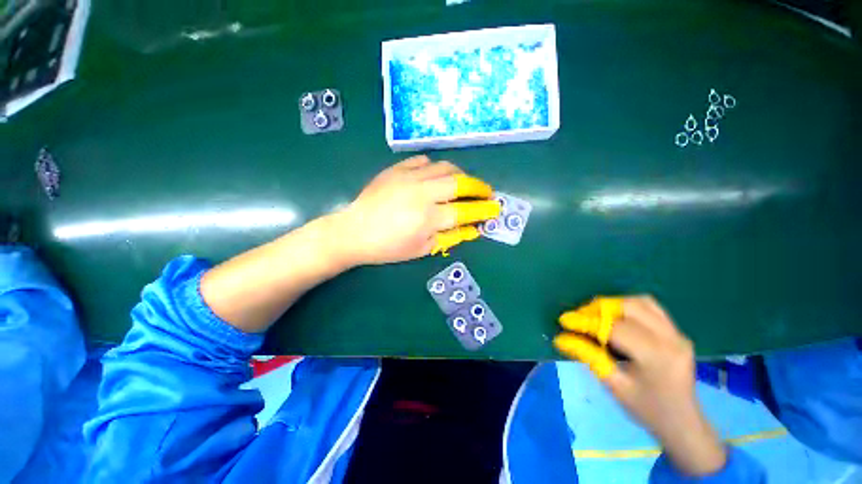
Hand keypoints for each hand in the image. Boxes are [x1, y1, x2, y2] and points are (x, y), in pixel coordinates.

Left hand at [333, 156, 500, 265]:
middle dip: (479, 187)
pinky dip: (435, 167)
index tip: (495, 208)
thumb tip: (473, 229)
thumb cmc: (388, 247)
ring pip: (445, 166)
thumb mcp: (422, 249)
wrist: (354, 231)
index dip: (484, 210)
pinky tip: (435, 175)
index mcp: (428, 218)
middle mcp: (422, 193)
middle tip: (486, 192)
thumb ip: (450, 237)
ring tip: (464, 183)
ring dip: (460, 174)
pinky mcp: (396, 169)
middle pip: (460, 182)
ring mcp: (408, 177)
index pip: (466, 211)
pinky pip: (423, 160)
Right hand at [554, 296, 726, 476]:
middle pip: (628, 307)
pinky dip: (628, 306)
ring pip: (639, 302)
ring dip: (612, 304)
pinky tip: (617, 316)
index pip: (615, 328)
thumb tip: (561, 338)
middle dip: (599, 308)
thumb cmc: (647, 409)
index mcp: (656, 356)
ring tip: (595, 315)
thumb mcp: (614, 386)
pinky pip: (650, 307)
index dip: (587, 321)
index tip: (565, 320)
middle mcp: (670, 338)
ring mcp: (677, 333)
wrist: (683, 422)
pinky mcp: (677, 331)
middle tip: (580, 318)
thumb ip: (589, 357)